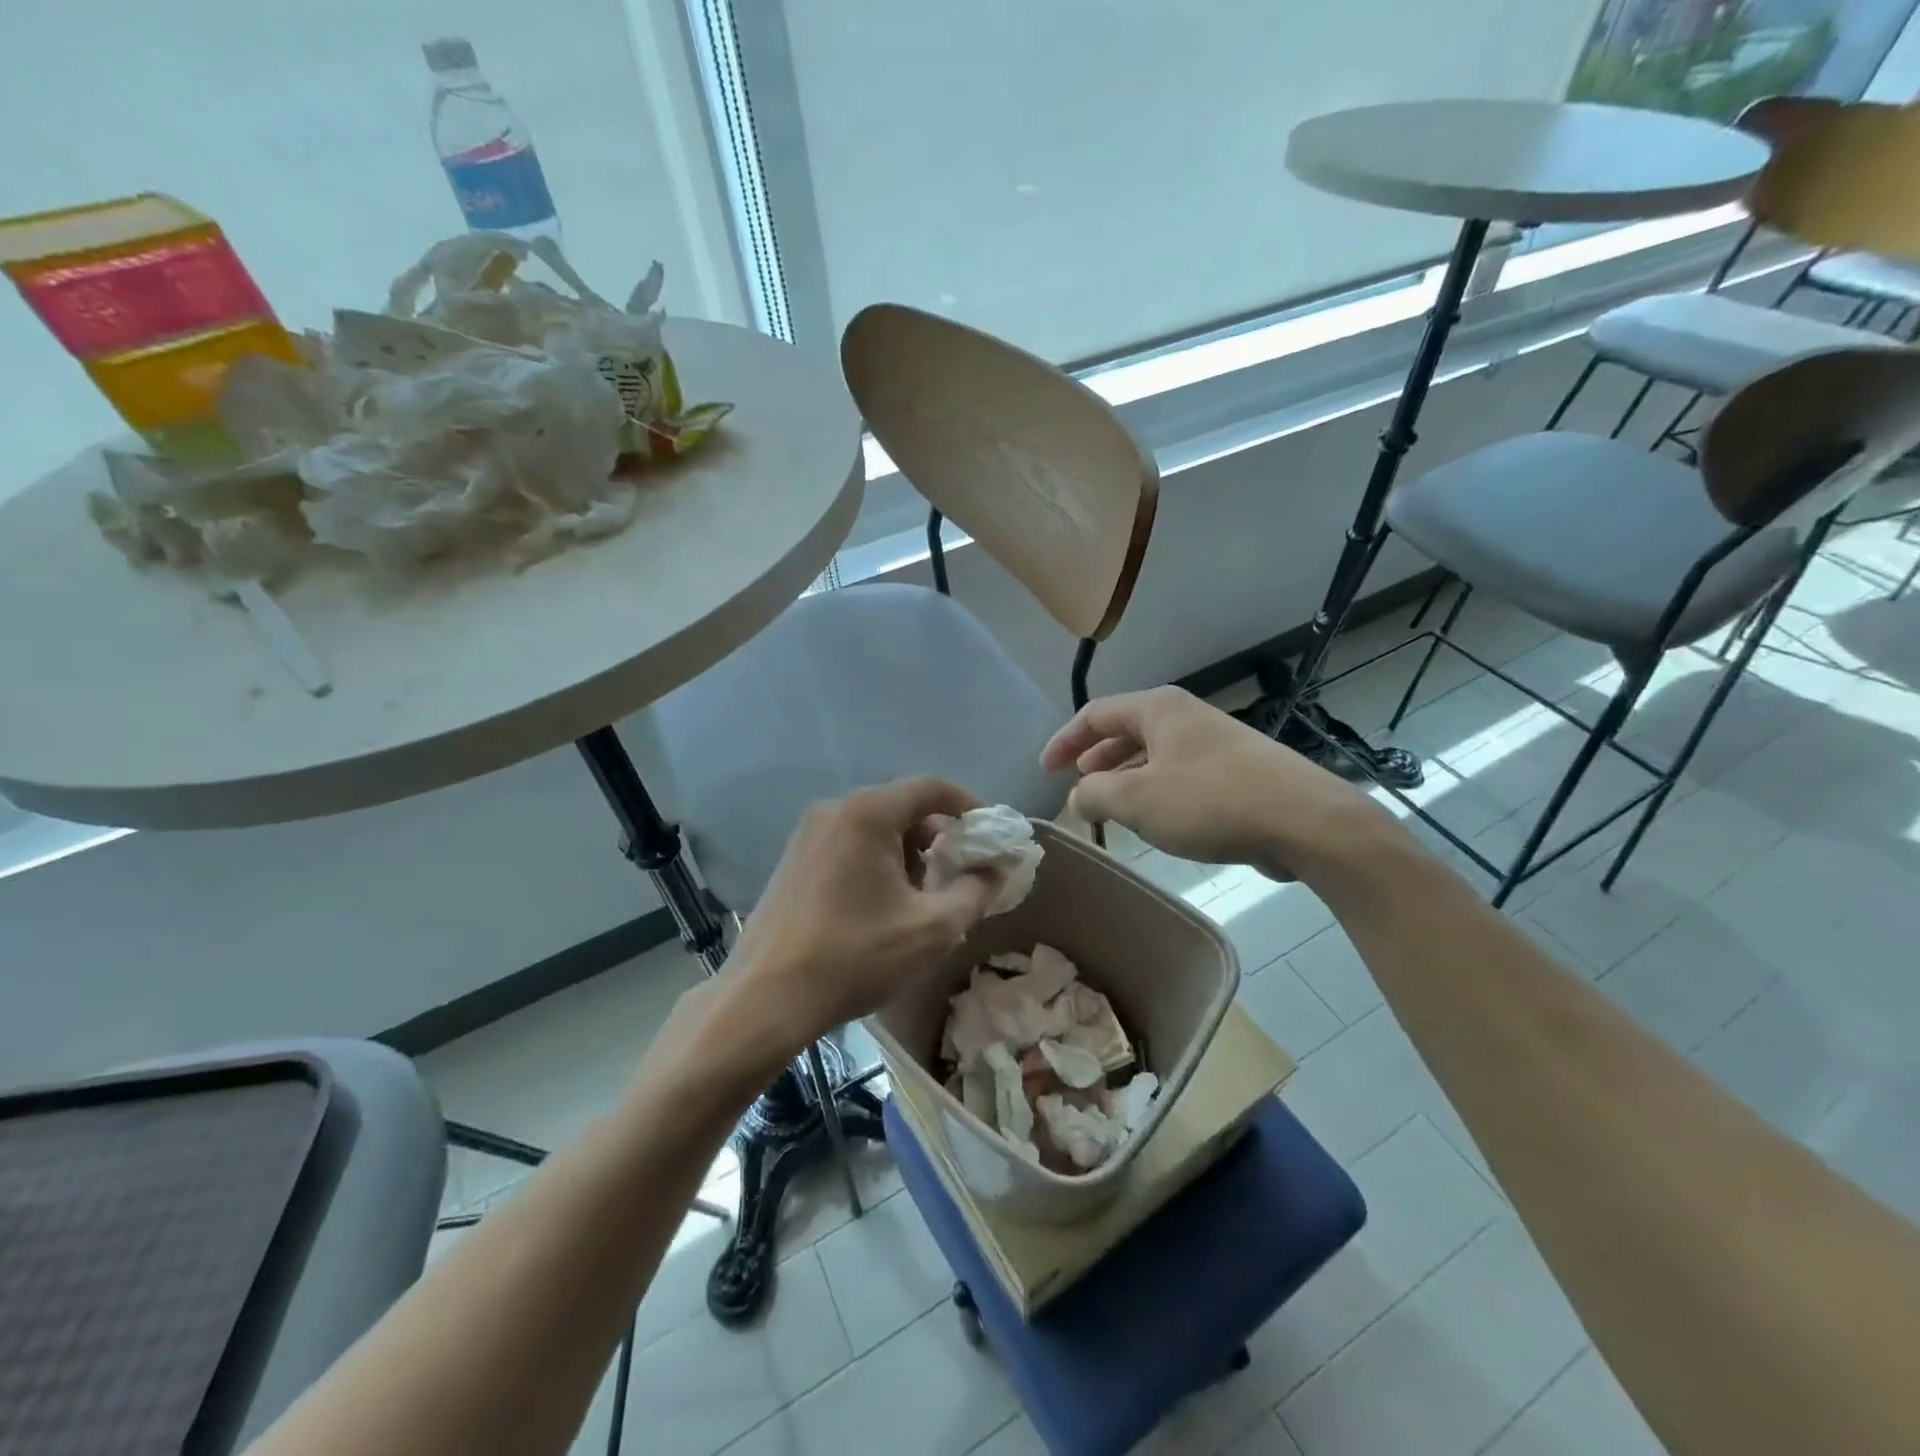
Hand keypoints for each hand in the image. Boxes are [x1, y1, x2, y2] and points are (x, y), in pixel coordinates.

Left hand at [727, 777, 1003, 1046]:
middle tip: (960, 875)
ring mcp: (808, 835)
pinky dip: (877, 863)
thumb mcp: (932, 928)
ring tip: (923, 899)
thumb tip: (996, 871)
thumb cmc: (855, 956)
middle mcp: (835, 810)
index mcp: (868, 813)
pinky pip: (849, 846)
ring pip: (875, 829)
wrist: (766, 998)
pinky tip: (883, 907)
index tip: (991, 835)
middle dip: (939, 838)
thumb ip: (975, 892)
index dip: (970, 806)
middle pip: (902, 808)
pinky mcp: (793, 861)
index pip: (932, 788)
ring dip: (908, 854)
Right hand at [1041, 686, 1386, 881]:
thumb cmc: (1209, 801)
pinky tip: (1155, 818)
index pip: (1095, 714)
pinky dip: (1155, 790)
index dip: (1064, 740)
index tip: (1044, 769)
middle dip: (1095, 758)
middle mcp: (1185, 716)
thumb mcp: (1136, 800)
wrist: (1304, 821)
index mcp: (1158, 708)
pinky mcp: (1237, 771)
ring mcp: (1215, 741)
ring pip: (1154, 754)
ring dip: (1125, 778)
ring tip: (1109, 805)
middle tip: (1075, 785)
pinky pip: (1179, 774)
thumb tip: (1078, 796)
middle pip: (1125, 730)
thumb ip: (1093, 794)